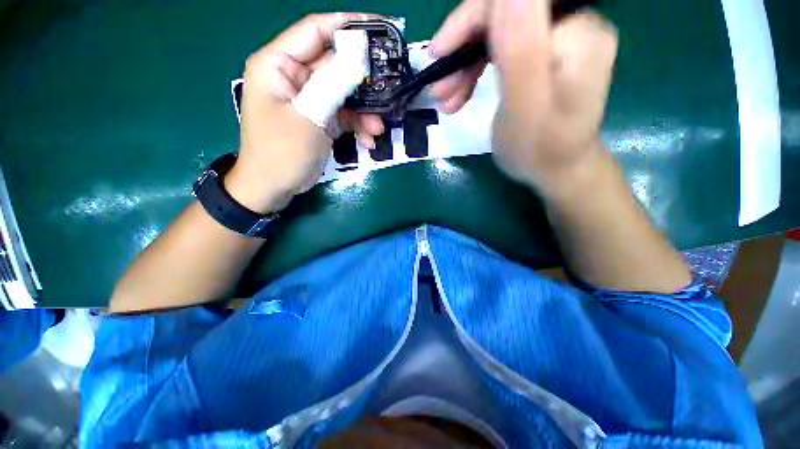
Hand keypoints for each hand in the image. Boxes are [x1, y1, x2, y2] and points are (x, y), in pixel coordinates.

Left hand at [225, 13, 384, 213]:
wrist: (273, 188)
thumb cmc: (282, 153)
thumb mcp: (309, 117)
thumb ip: (333, 85)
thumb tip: (359, 55)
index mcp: (278, 64)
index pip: (315, 31)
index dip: (348, 26)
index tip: (380, 28)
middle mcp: (293, 76)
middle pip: (335, 65)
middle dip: (363, 80)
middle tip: (389, 85)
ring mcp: (309, 99)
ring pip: (344, 93)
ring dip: (364, 110)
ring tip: (378, 127)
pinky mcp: (319, 119)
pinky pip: (343, 115)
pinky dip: (357, 126)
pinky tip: (368, 140)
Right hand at [430, 0, 617, 194]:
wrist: (555, 171)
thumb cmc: (539, 151)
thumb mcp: (526, 109)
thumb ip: (520, 49)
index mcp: (575, 34)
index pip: (517, 0)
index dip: (474, 17)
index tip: (441, 52)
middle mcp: (572, 25)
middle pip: (505, 12)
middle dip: (463, 45)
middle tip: (438, 85)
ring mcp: (556, 39)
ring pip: (497, 31)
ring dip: (463, 62)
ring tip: (444, 98)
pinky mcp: (541, 55)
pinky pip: (500, 48)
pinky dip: (474, 70)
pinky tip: (458, 95)